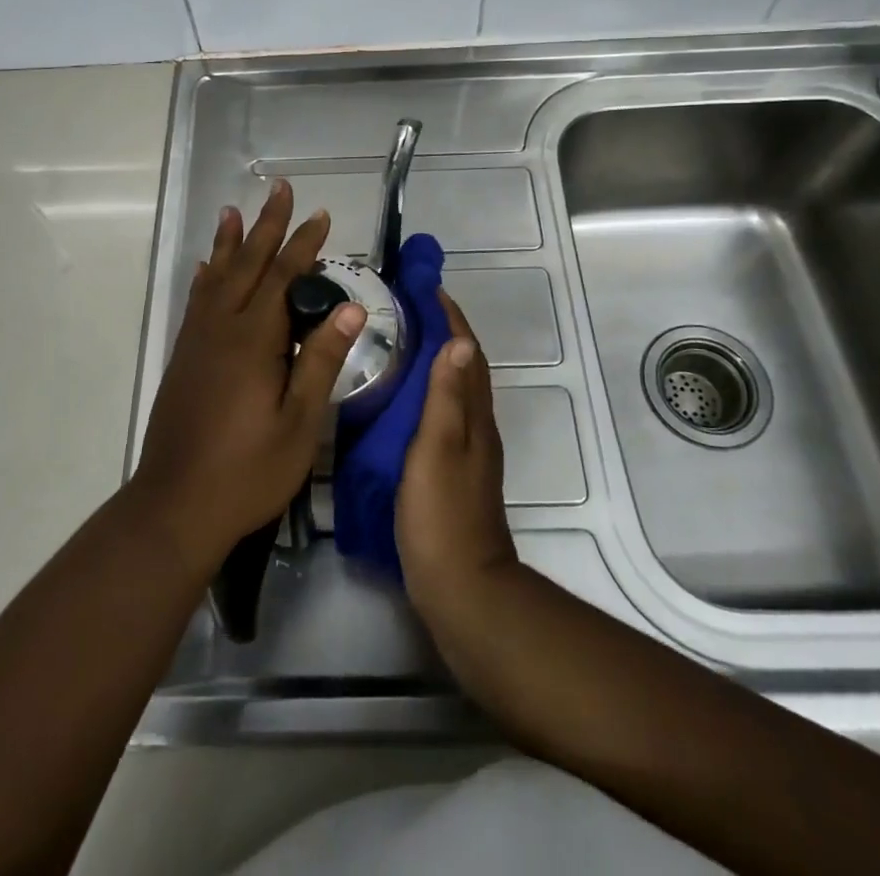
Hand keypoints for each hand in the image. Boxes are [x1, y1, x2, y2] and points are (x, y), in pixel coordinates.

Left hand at [132, 180, 366, 578]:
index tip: (322, 215)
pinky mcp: (183, 358)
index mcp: (253, 341)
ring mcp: (197, 342)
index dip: (304, 244)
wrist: (175, 506)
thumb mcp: (300, 423)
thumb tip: (351, 309)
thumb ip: (321, 360)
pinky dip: (205, 277)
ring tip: (233, 210)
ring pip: (216, 277)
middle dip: (266, 226)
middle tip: (279, 189)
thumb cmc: (248, 471)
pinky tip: (206, 269)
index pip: (284, 278)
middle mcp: (221, 329)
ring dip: (229, 242)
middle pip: (247, 265)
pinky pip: (196, 302)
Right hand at [396, 290, 519, 636]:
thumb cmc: (443, 514)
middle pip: (465, 368)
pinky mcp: (453, 472)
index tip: (429, 289)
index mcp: (474, 418)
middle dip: (444, 333)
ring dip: (437, 361)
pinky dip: (429, 392)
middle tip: (409, 309)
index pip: (466, 354)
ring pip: (455, 391)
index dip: (451, 319)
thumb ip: (448, 398)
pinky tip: (404, 400)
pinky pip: (444, 414)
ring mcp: (468, 452)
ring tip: (402, 343)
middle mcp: (477, 428)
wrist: (462, 589)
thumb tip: (459, 341)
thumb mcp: (439, 449)